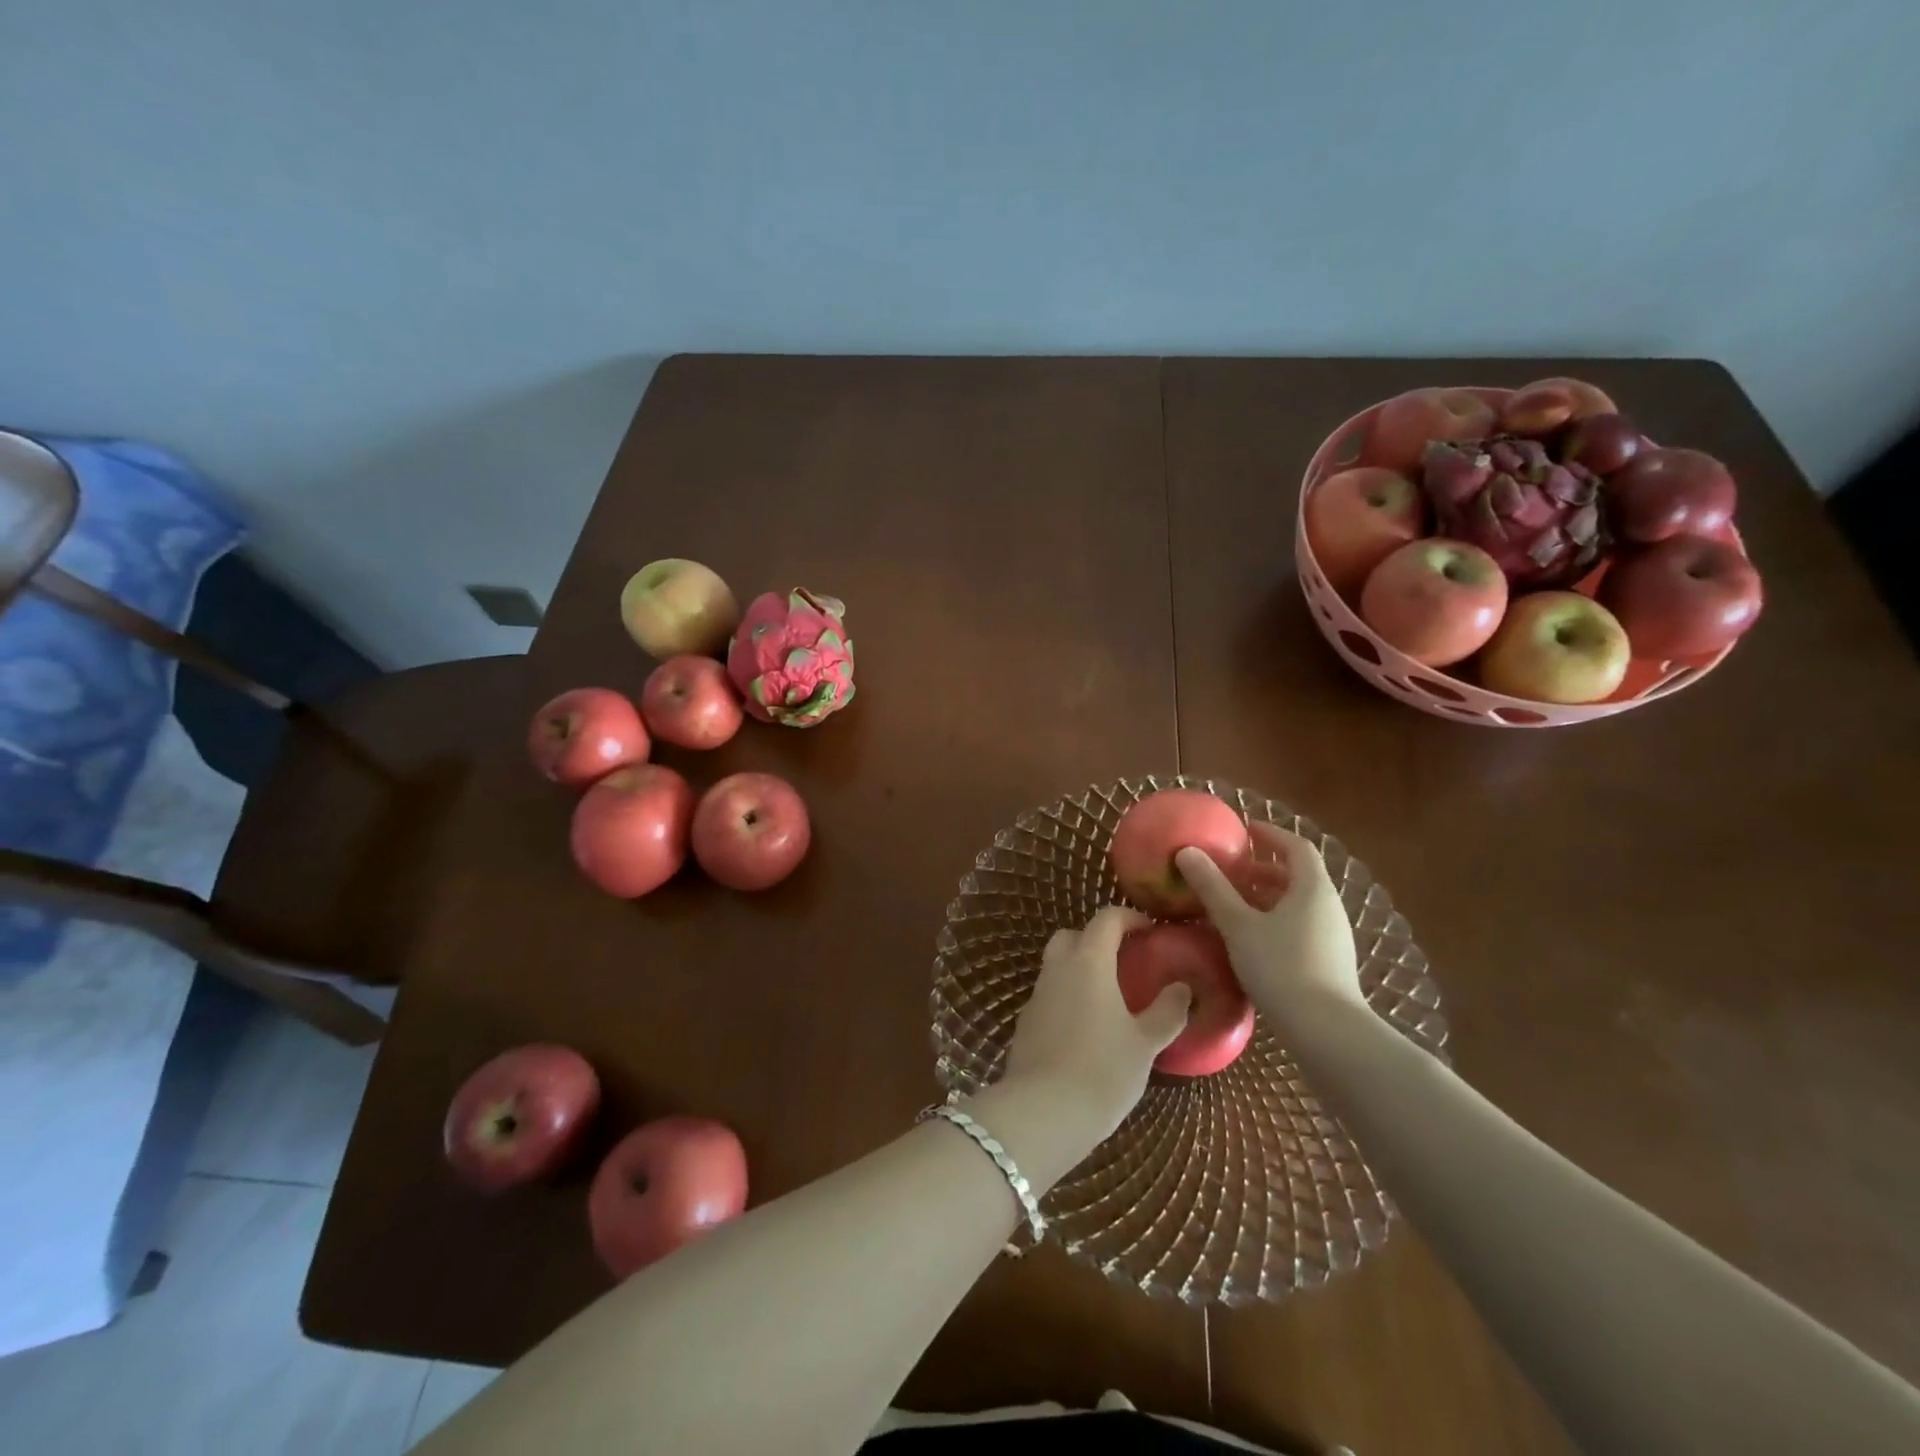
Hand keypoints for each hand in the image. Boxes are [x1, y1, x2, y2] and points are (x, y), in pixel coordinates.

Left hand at [1000, 906, 1191, 1142]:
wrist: (1043, 1111)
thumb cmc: (1103, 1070)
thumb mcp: (1145, 1043)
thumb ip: (1166, 1012)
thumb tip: (1182, 988)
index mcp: (1089, 962)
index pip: (1105, 919)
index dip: (1128, 918)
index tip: (1149, 931)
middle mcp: (1057, 969)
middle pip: (1072, 936)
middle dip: (1096, 940)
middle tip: (1124, 961)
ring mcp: (1036, 995)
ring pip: (1056, 966)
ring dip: (1080, 970)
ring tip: (1109, 999)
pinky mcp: (1025, 1022)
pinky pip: (1048, 995)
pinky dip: (1067, 998)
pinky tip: (1085, 1029)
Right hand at [1176, 827, 1363, 1023]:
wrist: (1326, 1031)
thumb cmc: (1281, 967)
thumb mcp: (1238, 925)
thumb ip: (1212, 888)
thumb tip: (1186, 851)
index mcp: (1312, 888)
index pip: (1296, 846)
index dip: (1270, 834)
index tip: (1243, 829)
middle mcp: (1328, 907)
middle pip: (1296, 875)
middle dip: (1262, 868)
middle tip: (1228, 870)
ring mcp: (1332, 936)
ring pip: (1297, 903)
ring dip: (1265, 897)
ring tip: (1231, 904)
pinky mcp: (1329, 962)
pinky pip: (1299, 926)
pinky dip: (1273, 920)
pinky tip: (1248, 939)